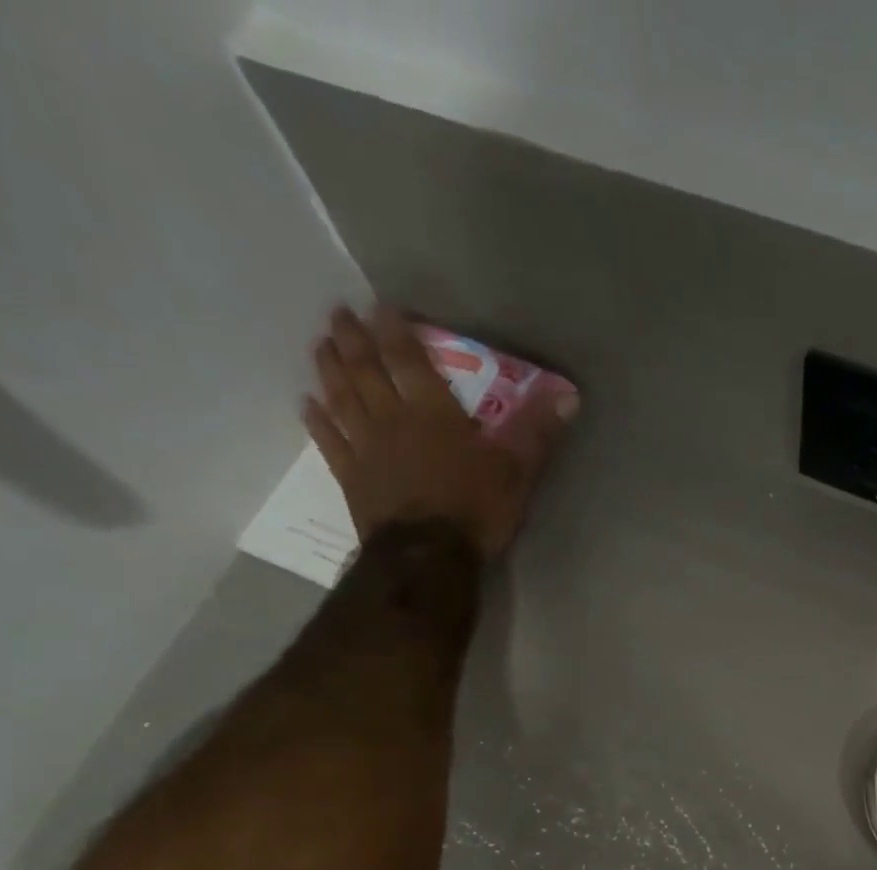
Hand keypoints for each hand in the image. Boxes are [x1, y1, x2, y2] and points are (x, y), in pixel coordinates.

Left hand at [302, 304, 576, 557]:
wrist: (429, 557)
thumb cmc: (476, 511)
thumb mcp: (518, 472)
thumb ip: (537, 431)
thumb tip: (570, 396)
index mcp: (434, 413)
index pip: (409, 360)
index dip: (395, 331)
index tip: (380, 305)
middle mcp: (393, 420)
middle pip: (366, 371)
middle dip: (353, 340)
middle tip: (337, 312)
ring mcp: (367, 449)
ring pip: (342, 399)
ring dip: (329, 369)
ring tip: (319, 344)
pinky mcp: (352, 478)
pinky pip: (330, 442)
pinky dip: (317, 421)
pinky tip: (307, 403)